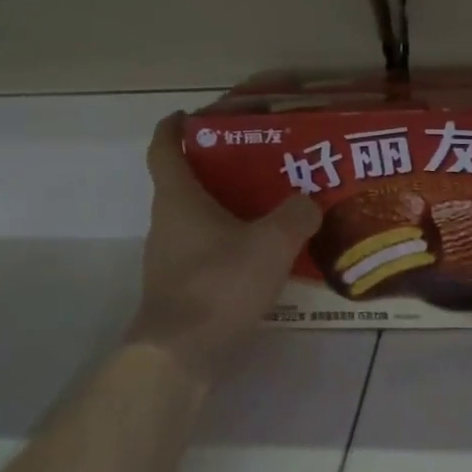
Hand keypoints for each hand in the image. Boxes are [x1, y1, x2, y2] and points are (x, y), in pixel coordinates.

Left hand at [124, 114, 320, 384]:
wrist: (181, 356)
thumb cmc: (219, 285)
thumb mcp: (271, 244)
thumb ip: (296, 215)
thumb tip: (308, 203)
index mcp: (178, 198)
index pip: (164, 148)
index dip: (174, 127)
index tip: (192, 116)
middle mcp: (166, 222)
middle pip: (183, 182)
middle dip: (215, 168)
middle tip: (256, 162)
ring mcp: (169, 258)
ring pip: (195, 218)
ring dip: (224, 207)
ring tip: (267, 206)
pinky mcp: (179, 287)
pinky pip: (204, 249)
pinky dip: (227, 242)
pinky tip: (261, 254)